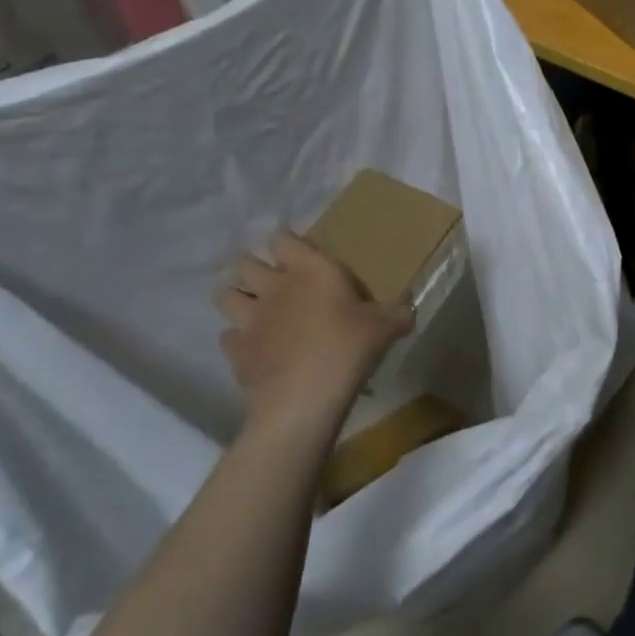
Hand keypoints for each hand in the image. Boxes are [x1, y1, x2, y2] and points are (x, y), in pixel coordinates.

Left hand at [214, 232, 413, 426]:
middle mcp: (274, 287)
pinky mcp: (237, 352)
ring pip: (225, 296)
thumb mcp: (386, 327)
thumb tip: (409, 308)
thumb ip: (397, 313)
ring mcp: (250, 319)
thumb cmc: (348, 347)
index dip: (285, 239)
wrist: (304, 397)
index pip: (283, 238)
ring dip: (234, 296)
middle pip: (246, 263)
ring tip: (248, 304)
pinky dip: (236, 340)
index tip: (293, 245)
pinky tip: (250, 346)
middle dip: (252, 265)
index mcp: (310, 270)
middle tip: (267, 275)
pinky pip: (228, 338)